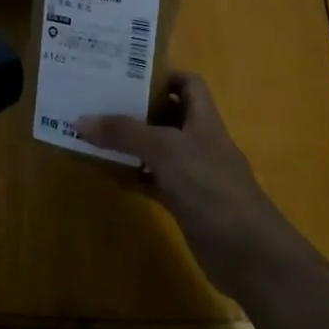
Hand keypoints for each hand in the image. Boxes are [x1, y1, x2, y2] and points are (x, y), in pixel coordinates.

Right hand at [77, 72, 296, 297]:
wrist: (248, 253)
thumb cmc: (210, 187)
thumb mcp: (165, 150)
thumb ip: (124, 132)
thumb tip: (80, 120)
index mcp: (203, 119)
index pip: (188, 83)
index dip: (162, 75)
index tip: (126, 76)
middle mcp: (199, 141)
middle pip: (167, 114)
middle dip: (136, 108)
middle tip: (98, 102)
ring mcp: (193, 173)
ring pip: (157, 149)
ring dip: (130, 143)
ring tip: (94, 133)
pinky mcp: (185, 202)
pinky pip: (153, 180)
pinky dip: (133, 175)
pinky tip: (108, 173)